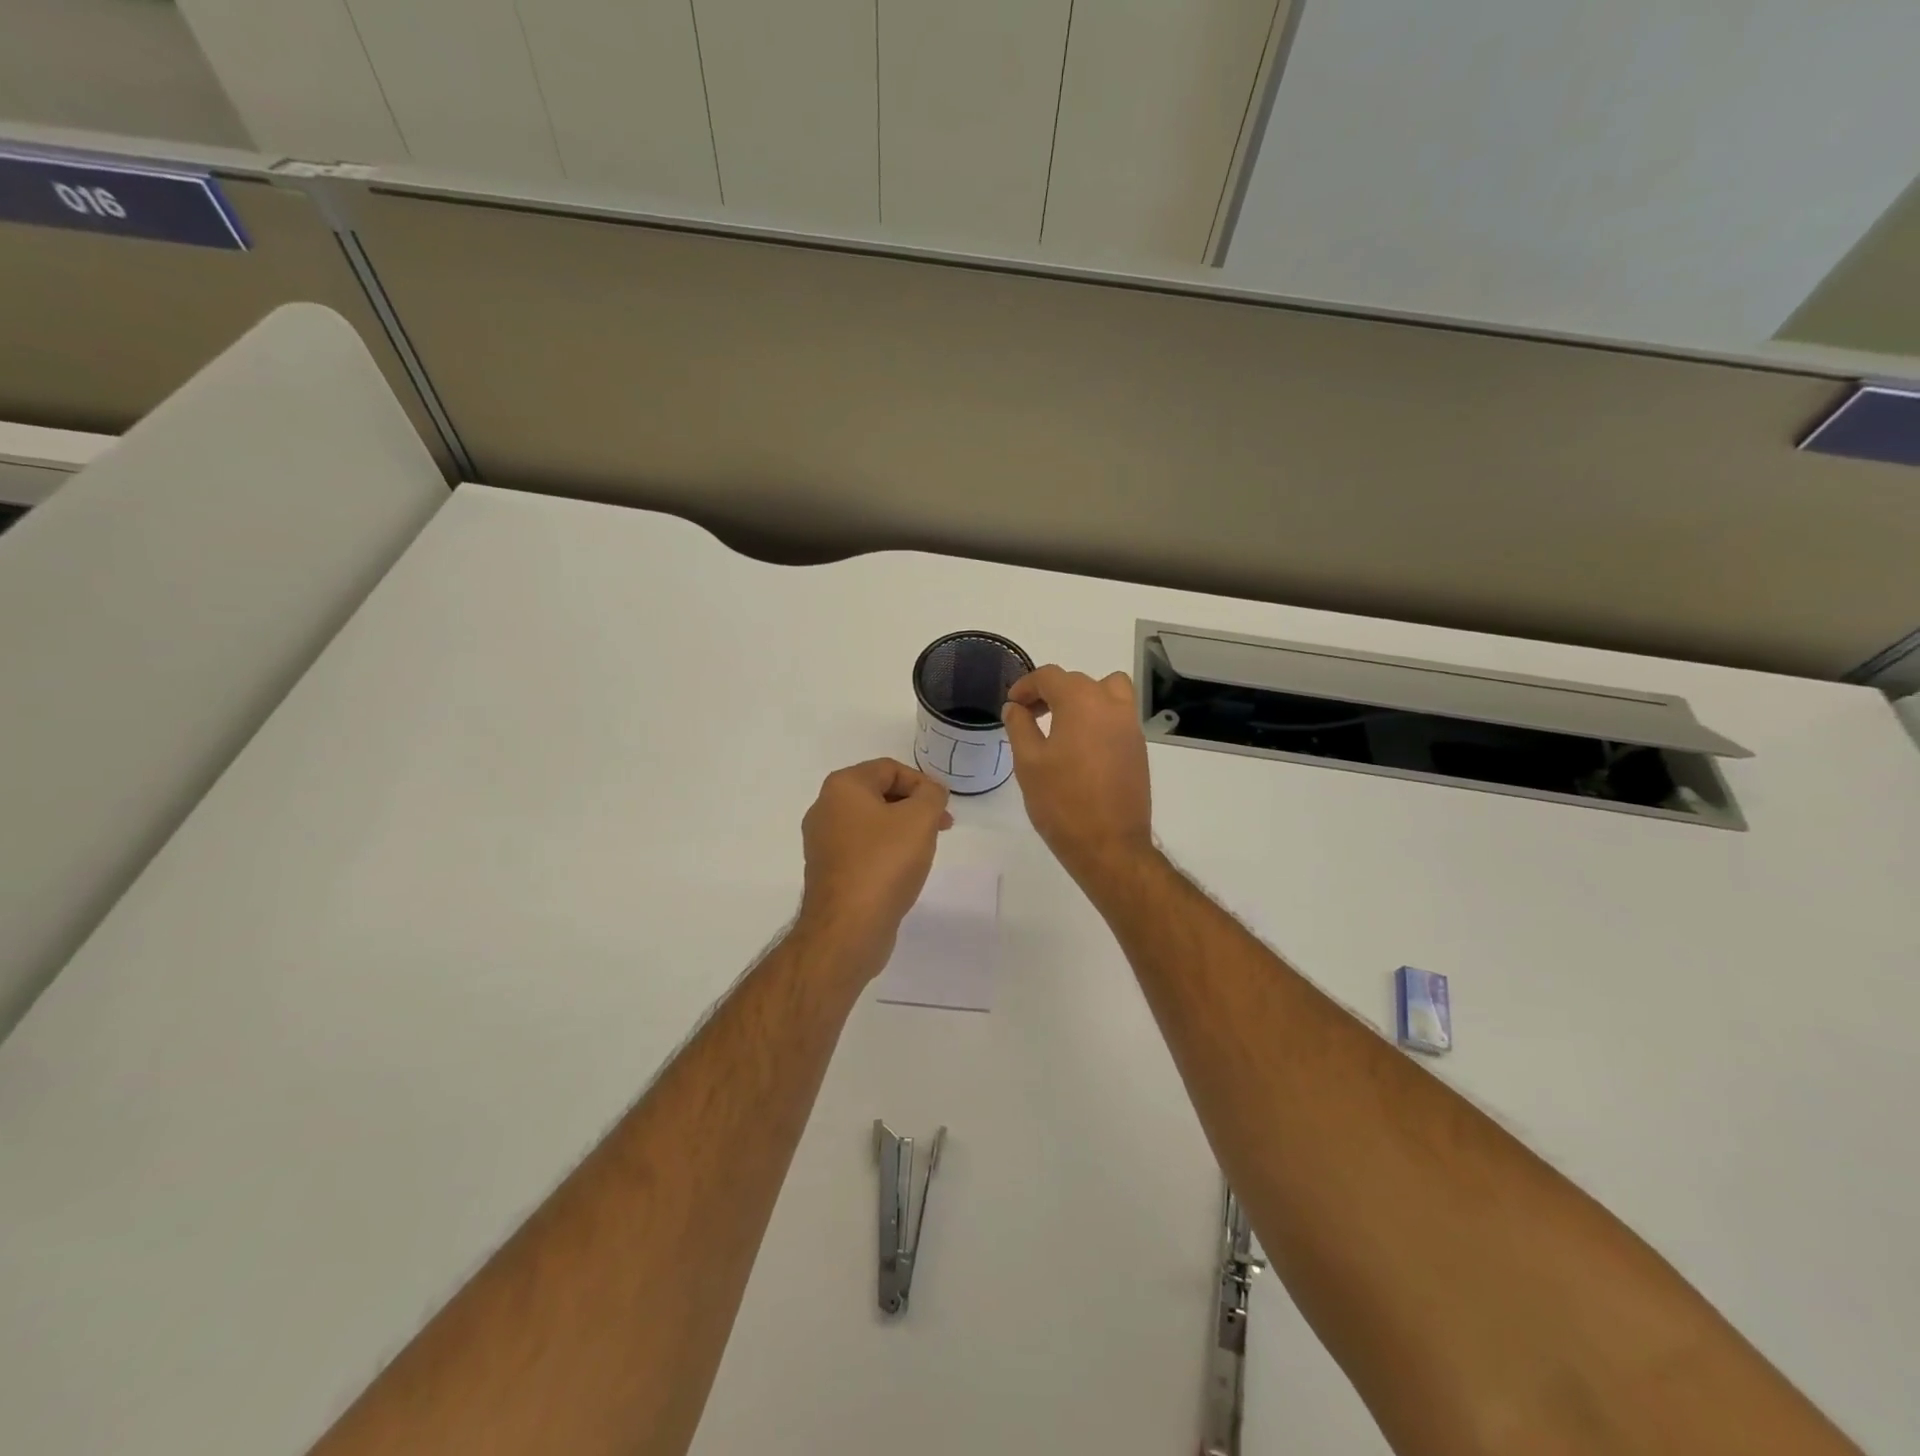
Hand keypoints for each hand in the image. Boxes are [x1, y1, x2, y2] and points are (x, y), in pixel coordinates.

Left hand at [797, 759, 952, 979]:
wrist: (847, 928)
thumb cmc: (884, 863)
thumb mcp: (920, 819)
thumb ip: (932, 795)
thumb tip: (930, 792)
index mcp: (842, 787)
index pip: (890, 768)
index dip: (923, 783)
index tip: (944, 807)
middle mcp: (825, 808)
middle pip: (879, 793)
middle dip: (914, 806)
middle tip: (942, 826)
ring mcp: (822, 841)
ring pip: (871, 822)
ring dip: (902, 829)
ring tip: (924, 849)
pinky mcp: (827, 870)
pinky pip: (862, 848)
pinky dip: (885, 851)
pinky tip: (902, 870)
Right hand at [1002, 666, 1153, 885]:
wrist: (1109, 845)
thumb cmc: (1062, 802)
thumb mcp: (1028, 762)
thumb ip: (1020, 726)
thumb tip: (1015, 707)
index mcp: (1082, 702)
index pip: (1050, 676)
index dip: (1026, 686)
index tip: (1012, 705)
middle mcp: (1111, 705)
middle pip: (1078, 681)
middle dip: (1050, 692)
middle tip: (1029, 715)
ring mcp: (1130, 726)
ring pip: (1107, 691)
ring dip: (1082, 697)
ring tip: (1062, 723)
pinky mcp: (1138, 748)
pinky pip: (1117, 716)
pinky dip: (1098, 716)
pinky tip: (1080, 746)